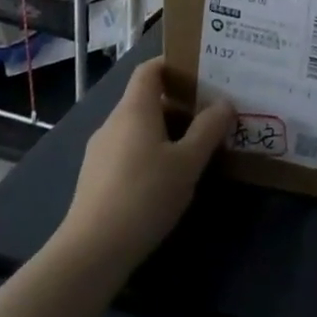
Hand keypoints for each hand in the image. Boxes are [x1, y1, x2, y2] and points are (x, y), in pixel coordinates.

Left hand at [59, 56, 233, 277]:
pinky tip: (168, 177)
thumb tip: (224, 103)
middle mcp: (114, 122)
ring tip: (195, 146)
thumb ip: (208, 129)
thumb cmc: (145, 195)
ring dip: (166, 131)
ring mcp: (100, 151)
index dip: (173, 64)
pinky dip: (150, 151)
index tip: (202, 71)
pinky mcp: (96, 178)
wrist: (91, 252)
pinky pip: (128, 150)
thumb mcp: (188, 162)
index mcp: (135, 109)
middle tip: (211, 113)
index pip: (150, 69)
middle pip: (147, 99)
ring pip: (138, 127)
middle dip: (179, 103)